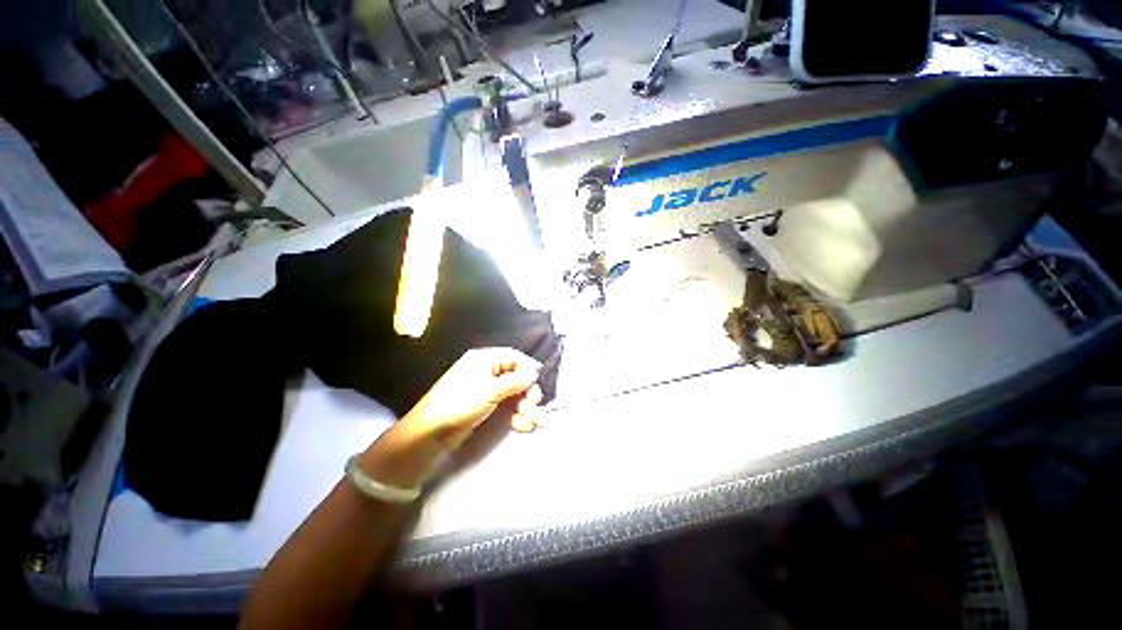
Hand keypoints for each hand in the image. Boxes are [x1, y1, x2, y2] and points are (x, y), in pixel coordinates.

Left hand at [400, 348, 544, 449]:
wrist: (430, 432)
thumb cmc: (461, 403)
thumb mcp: (490, 390)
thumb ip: (515, 381)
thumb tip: (534, 373)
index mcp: (485, 359)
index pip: (513, 357)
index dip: (528, 368)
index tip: (538, 381)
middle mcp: (486, 371)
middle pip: (515, 377)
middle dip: (528, 391)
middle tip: (536, 403)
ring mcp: (484, 390)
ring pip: (512, 394)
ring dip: (525, 407)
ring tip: (536, 421)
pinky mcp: (483, 407)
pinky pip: (504, 407)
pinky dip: (515, 415)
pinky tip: (524, 425)